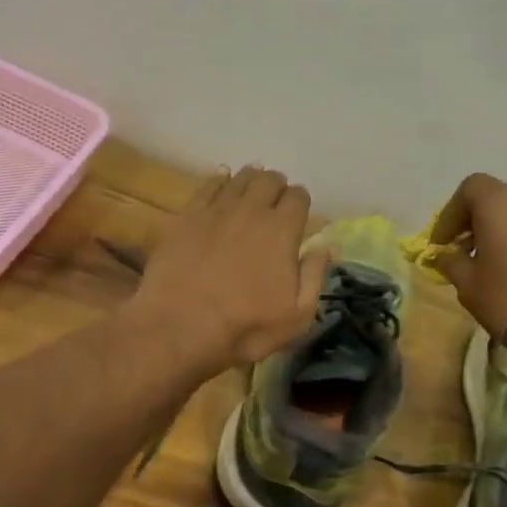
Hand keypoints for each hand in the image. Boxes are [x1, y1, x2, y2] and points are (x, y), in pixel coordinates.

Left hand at [129, 166, 328, 373]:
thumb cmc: (244, 328)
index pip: (299, 197)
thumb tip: (327, 245)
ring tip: (251, 189)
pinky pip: (207, 186)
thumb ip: (315, 276)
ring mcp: (216, 210)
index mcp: (282, 230)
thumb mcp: (296, 316)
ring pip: (239, 179)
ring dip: (250, 180)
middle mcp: (251, 210)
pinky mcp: (186, 217)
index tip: (298, 215)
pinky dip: (219, 180)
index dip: (300, 203)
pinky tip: (221, 181)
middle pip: (269, 181)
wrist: (179, 327)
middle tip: (274, 202)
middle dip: (276, 187)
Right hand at [430, 173, 506, 362]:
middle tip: (465, 250)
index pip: (469, 189)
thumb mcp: (467, 283)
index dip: (451, 214)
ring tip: (494, 261)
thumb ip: (452, 262)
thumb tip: (447, 255)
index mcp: (499, 202)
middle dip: (477, 220)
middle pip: (497, 198)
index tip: (442, 242)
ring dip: (504, 230)